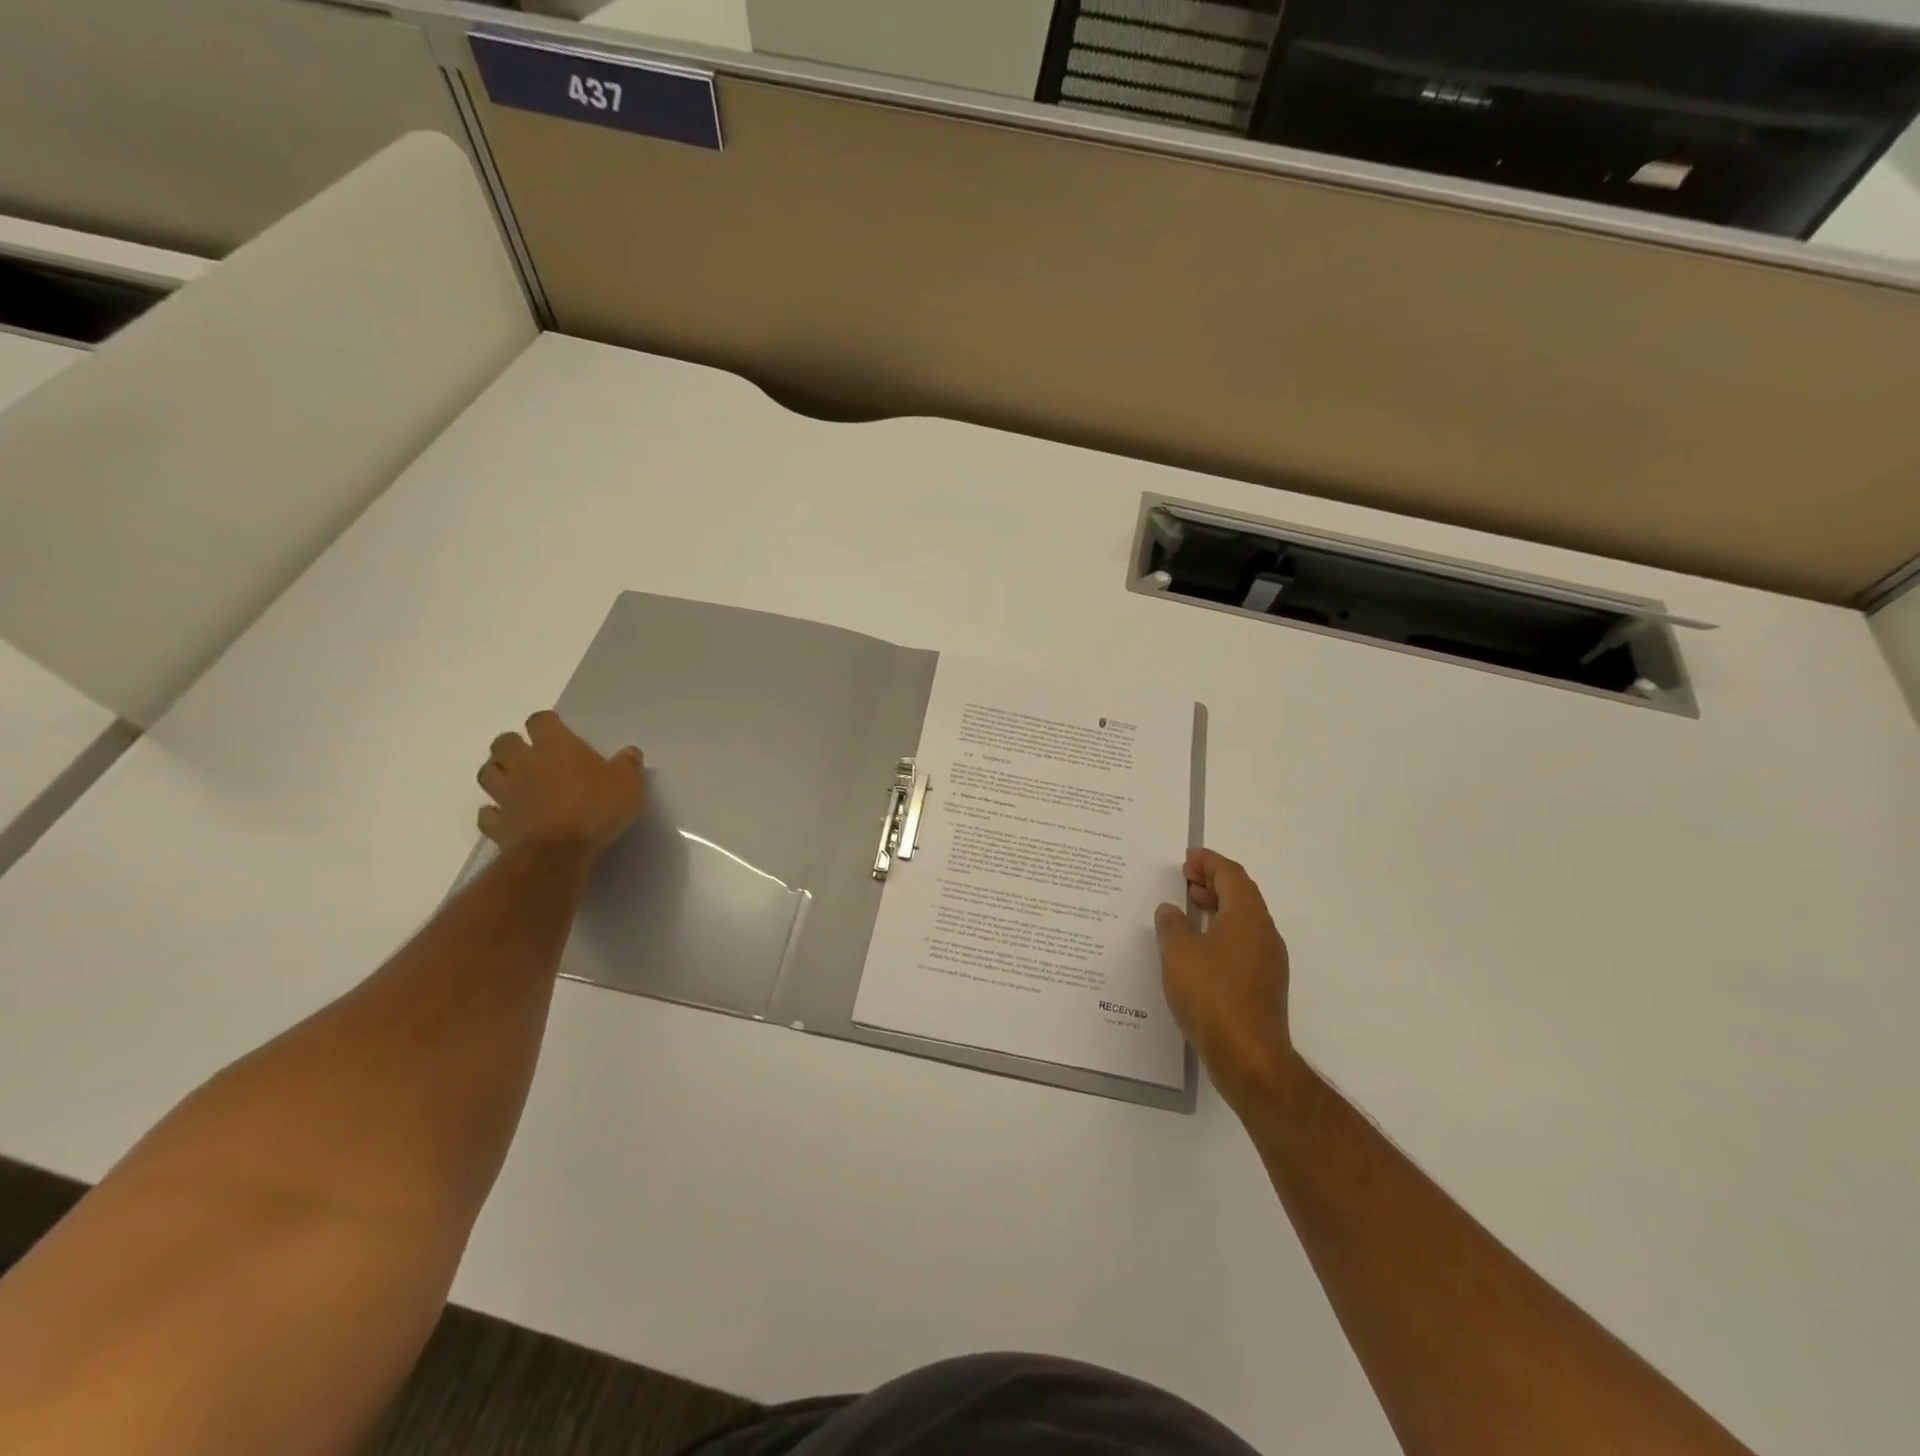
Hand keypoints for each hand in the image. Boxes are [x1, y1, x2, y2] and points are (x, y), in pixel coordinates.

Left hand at [476, 711, 645, 856]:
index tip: (559, 731)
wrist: (559, 852)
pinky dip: (494, 812)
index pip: (541, 720)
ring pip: (488, 773)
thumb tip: (629, 753)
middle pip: (504, 742)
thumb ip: (628, 765)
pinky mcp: (497, 823)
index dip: (548, 723)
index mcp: (555, 746)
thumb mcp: (629, 784)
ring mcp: (505, 793)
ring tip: (516, 781)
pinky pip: (488, 813)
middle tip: (533, 755)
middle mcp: (523, 763)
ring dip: (499, 773)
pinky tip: (508, 815)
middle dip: (514, 745)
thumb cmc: (596, 808)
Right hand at [1155, 848, 1293, 1107]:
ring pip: (1241, 921)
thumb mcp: (1179, 952)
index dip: (1209, 862)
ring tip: (1186, 909)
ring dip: (1216, 909)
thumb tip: (1171, 910)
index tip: (1187, 858)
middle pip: (1240, 895)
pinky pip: (1241, 944)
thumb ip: (1172, 925)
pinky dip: (1219, 933)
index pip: (1231, 875)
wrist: (1249, 1057)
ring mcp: (1267, 962)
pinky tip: (1195, 949)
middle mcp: (1264, 934)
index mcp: (1248, 917)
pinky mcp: (1263, 986)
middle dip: (1213, 882)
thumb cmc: (1212, 995)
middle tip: (1184, 879)